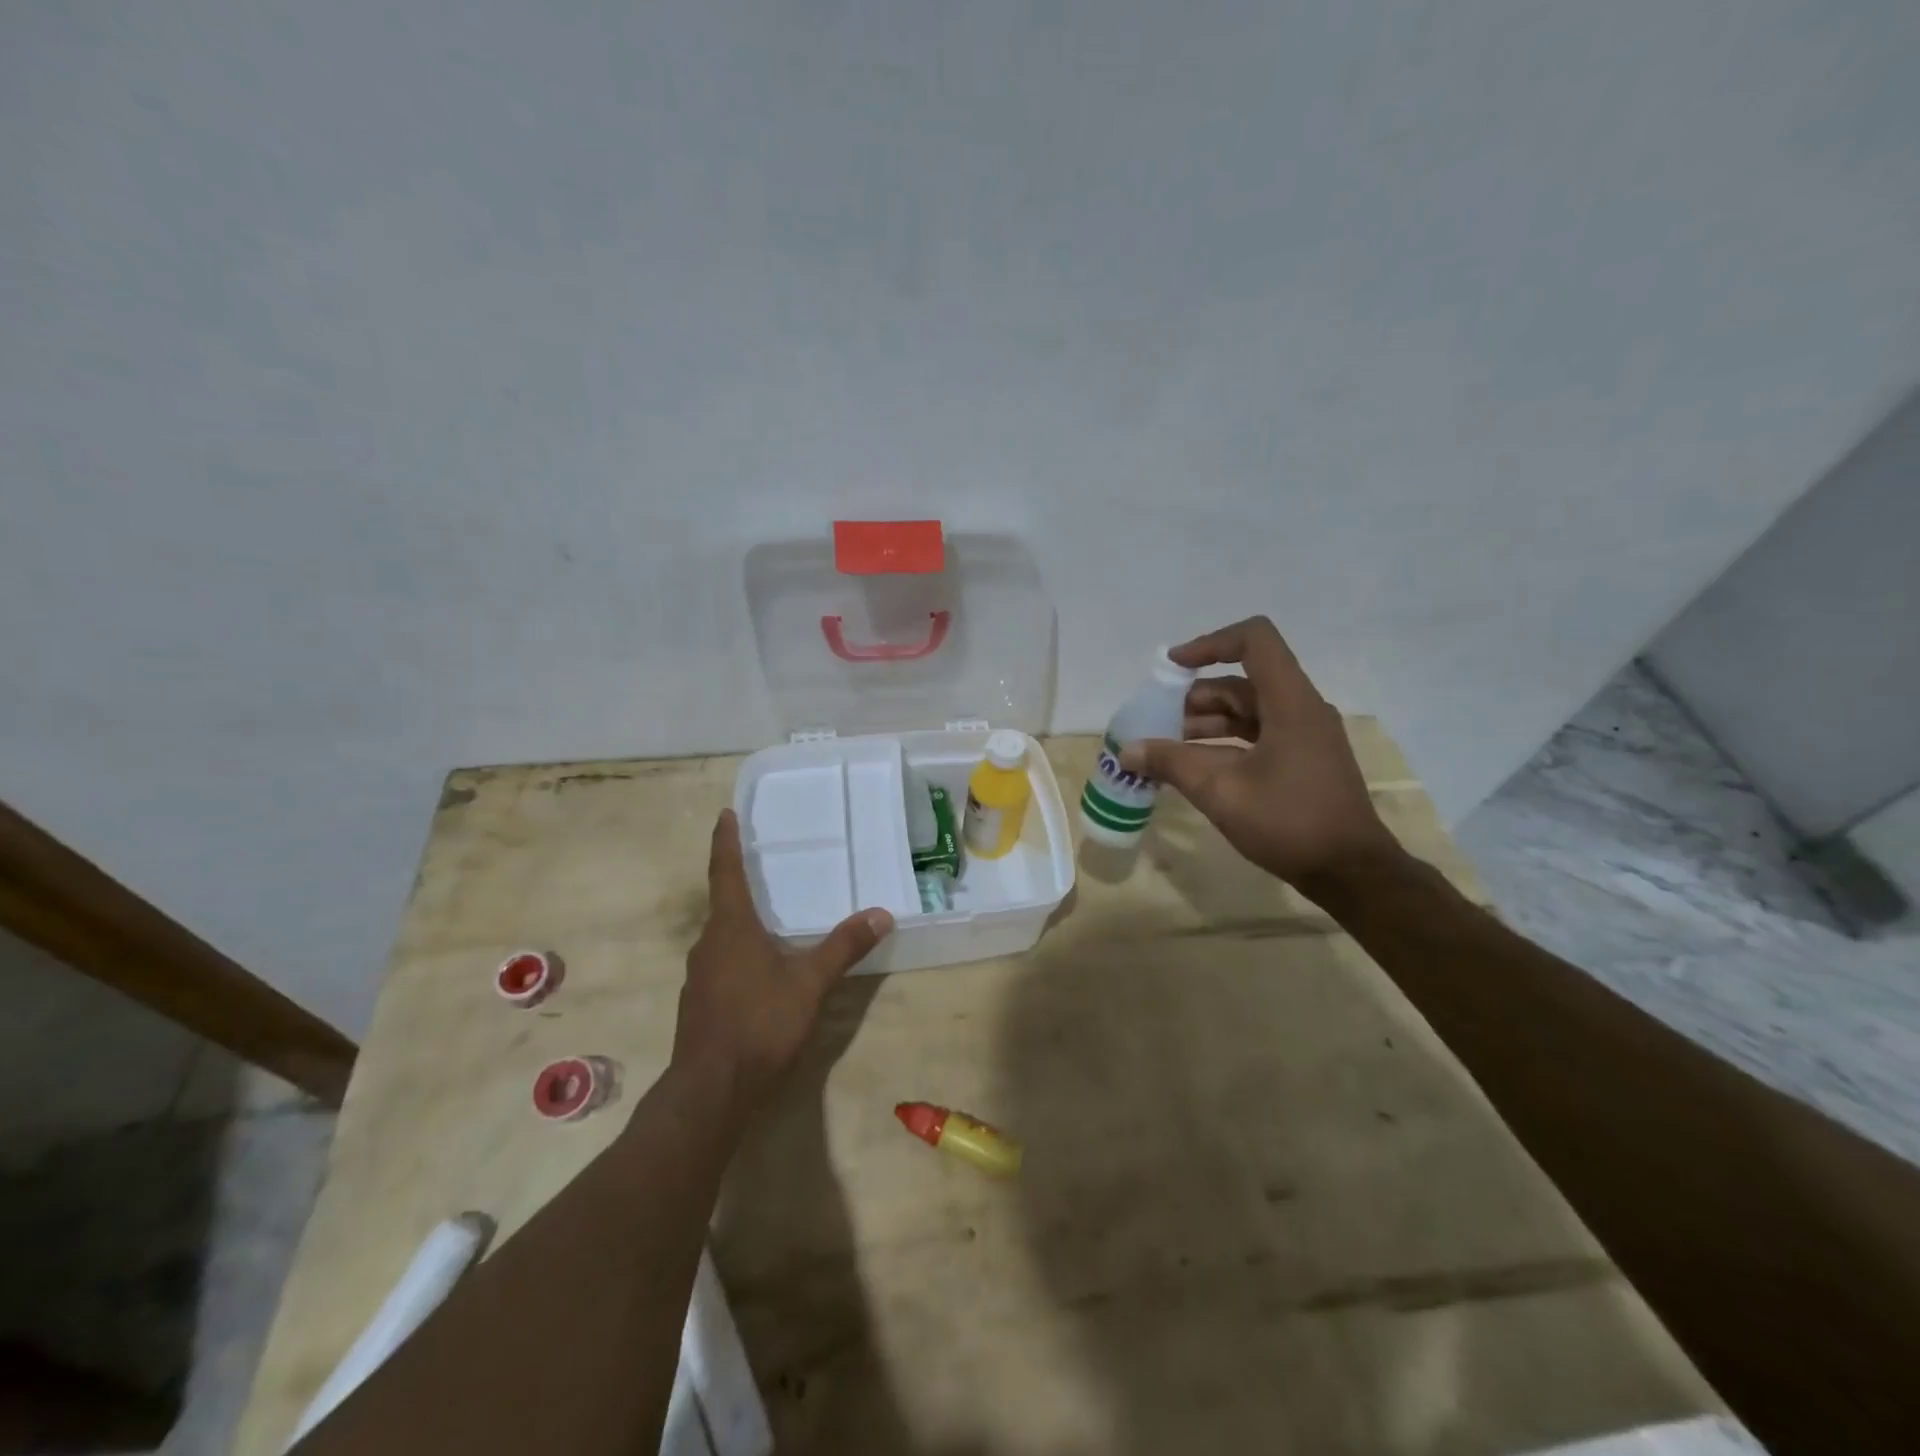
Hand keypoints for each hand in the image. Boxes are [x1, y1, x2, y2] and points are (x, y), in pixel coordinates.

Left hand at [671, 809, 892, 1113]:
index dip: (725, 842)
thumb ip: (844, 947)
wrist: (711, 1091)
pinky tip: (760, 972)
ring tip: (768, 919)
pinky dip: (739, 955)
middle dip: (739, 884)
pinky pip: (720, 965)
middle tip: (761, 867)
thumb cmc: (759, 1024)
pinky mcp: (699, 1004)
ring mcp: (699, 977)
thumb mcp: (810, 983)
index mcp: (731, 928)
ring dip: (740, 923)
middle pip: (722, 904)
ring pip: (722, 938)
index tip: (724, 814)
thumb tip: (882, 913)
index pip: (725, 872)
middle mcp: (708, 944)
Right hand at [1119, 616, 1398, 892]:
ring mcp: (1305, 735)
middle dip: (1194, 695)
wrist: (1351, 872)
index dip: (1209, 643)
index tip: (1171, 667)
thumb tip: (1129, 751)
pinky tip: (1194, 765)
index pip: (1254, 640)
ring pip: (1248, 709)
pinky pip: (1257, 733)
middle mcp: (1302, 709)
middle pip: (1242, 680)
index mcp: (1291, 703)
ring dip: (1205, 721)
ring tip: (1166, 746)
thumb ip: (1172, 763)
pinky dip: (1223, 741)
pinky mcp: (1303, 758)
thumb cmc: (1289, 823)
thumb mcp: (1221, 791)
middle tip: (1156, 720)